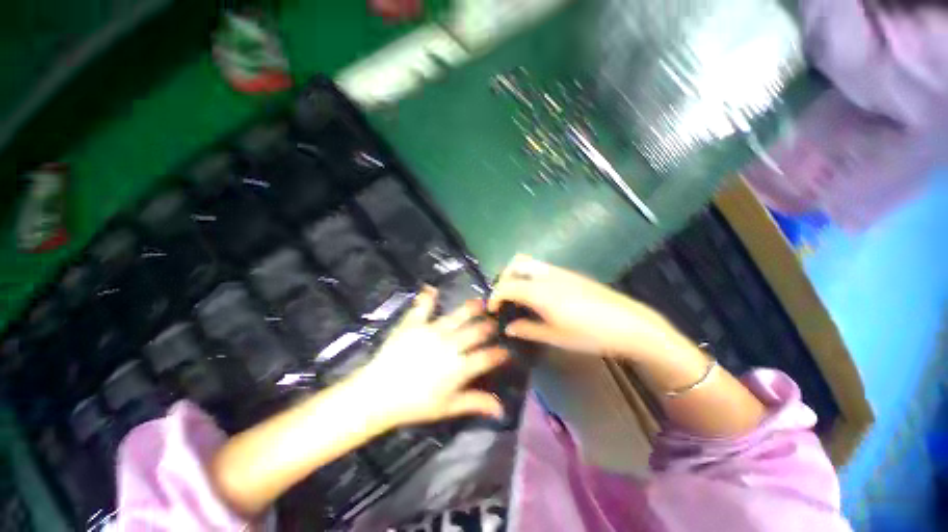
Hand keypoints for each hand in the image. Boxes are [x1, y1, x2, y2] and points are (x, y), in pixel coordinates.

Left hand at [354, 287, 509, 428]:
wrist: (377, 395)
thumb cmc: (414, 405)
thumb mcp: (447, 407)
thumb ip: (475, 403)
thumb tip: (501, 410)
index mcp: (459, 366)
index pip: (488, 357)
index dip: (501, 354)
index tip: (506, 352)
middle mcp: (450, 344)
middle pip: (477, 331)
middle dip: (489, 327)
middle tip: (493, 325)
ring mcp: (432, 330)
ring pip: (458, 315)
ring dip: (472, 308)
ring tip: (480, 302)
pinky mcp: (414, 323)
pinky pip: (422, 306)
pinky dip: (427, 297)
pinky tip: (432, 289)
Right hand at [488, 255, 686, 360]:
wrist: (629, 323)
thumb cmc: (590, 334)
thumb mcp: (555, 336)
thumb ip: (527, 330)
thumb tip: (508, 328)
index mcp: (540, 292)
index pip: (507, 286)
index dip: (495, 296)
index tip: (492, 309)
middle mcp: (546, 275)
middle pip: (516, 263)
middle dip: (504, 277)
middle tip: (504, 297)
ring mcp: (559, 271)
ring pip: (529, 262)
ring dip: (517, 273)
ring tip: (518, 294)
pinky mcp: (569, 273)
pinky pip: (541, 267)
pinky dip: (530, 275)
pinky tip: (537, 294)